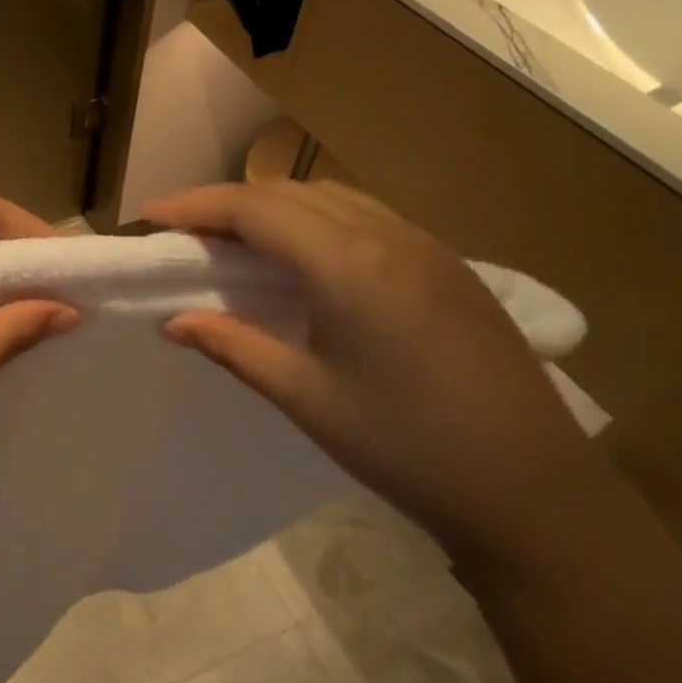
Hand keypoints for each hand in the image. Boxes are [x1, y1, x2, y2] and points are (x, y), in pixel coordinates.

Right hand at [148, 180, 605, 563]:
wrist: (530, 488)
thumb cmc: (405, 447)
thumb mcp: (306, 397)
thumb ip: (233, 347)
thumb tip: (172, 321)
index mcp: (350, 266)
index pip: (257, 210)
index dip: (197, 205)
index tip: (151, 213)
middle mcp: (389, 237)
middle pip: (291, 194)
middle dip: (229, 202)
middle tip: (182, 229)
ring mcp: (426, 246)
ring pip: (331, 198)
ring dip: (274, 206)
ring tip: (233, 238)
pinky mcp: (447, 265)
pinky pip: (366, 217)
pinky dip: (316, 219)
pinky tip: (302, 255)